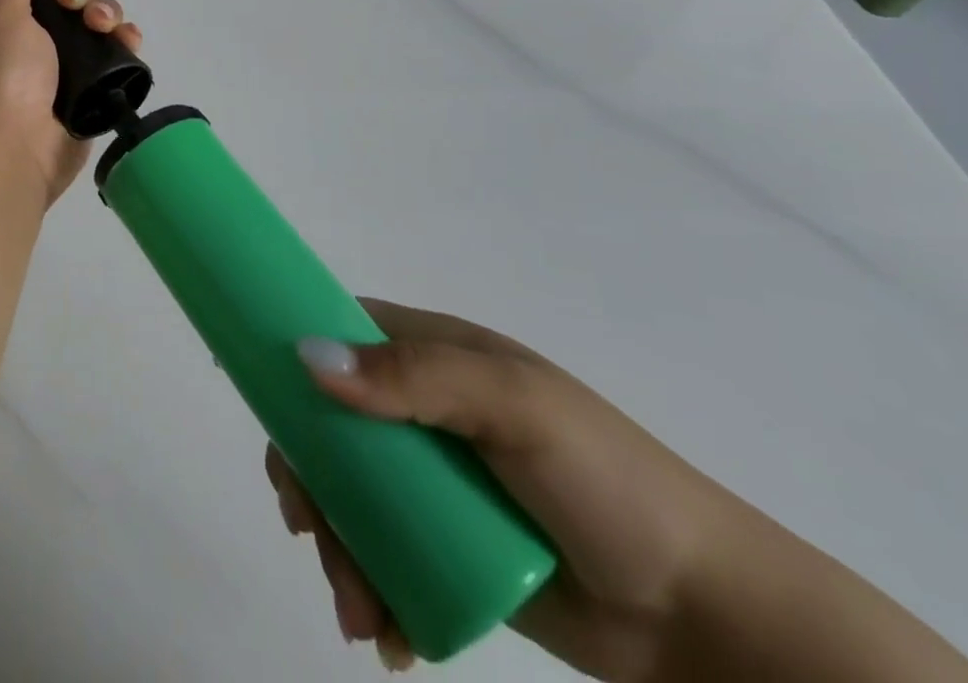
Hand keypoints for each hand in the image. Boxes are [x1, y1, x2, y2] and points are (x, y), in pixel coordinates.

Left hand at [0, 0, 142, 207]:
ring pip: (91, 27)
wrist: (5, 153)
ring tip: (106, 26)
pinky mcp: (84, 95)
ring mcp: (54, 70)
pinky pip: (109, 60)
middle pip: (63, 1)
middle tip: (75, 5)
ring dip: (106, 14)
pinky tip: (129, 41)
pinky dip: (123, 45)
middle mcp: (21, 43)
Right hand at [269, 301, 750, 677]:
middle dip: (306, 479)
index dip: (291, 355)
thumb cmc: (608, 484)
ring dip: (333, 547)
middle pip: (327, 423)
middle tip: (308, 530)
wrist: (706, 621)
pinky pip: (377, 554)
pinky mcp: (440, 547)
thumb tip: (308, 358)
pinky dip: (366, 588)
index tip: (260, 403)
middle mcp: (419, 410)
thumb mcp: (516, 408)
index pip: (338, 332)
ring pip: (344, 494)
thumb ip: (415, 378)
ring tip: (357, 611)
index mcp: (432, 356)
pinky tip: (383, 634)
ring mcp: (429, 482)